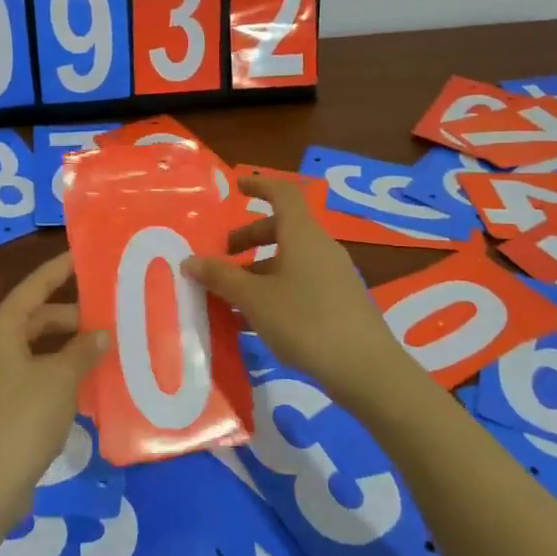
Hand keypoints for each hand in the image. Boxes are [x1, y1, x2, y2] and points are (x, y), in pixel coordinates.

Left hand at [0, 251, 108, 544]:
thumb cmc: (22, 420)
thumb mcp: (61, 380)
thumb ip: (82, 350)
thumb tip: (99, 332)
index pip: (36, 286)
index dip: (61, 268)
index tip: (85, 254)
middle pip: (36, 317)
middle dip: (72, 317)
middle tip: (110, 316)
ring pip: (33, 347)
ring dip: (66, 347)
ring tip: (103, 349)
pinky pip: (29, 372)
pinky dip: (54, 371)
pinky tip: (83, 383)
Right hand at [182, 173, 414, 409]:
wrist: (365, 369)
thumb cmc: (305, 321)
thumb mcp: (254, 299)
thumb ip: (221, 277)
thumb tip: (190, 261)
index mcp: (302, 234)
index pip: (283, 193)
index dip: (259, 185)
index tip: (236, 187)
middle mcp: (321, 247)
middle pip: (282, 228)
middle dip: (249, 239)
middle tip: (222, 258)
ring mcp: (334, 275)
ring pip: (290, 260)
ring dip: (259, 270)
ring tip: (232, 298)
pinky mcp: (341, 301)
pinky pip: (301, 283)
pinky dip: (276, 290)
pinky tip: (257, 322)